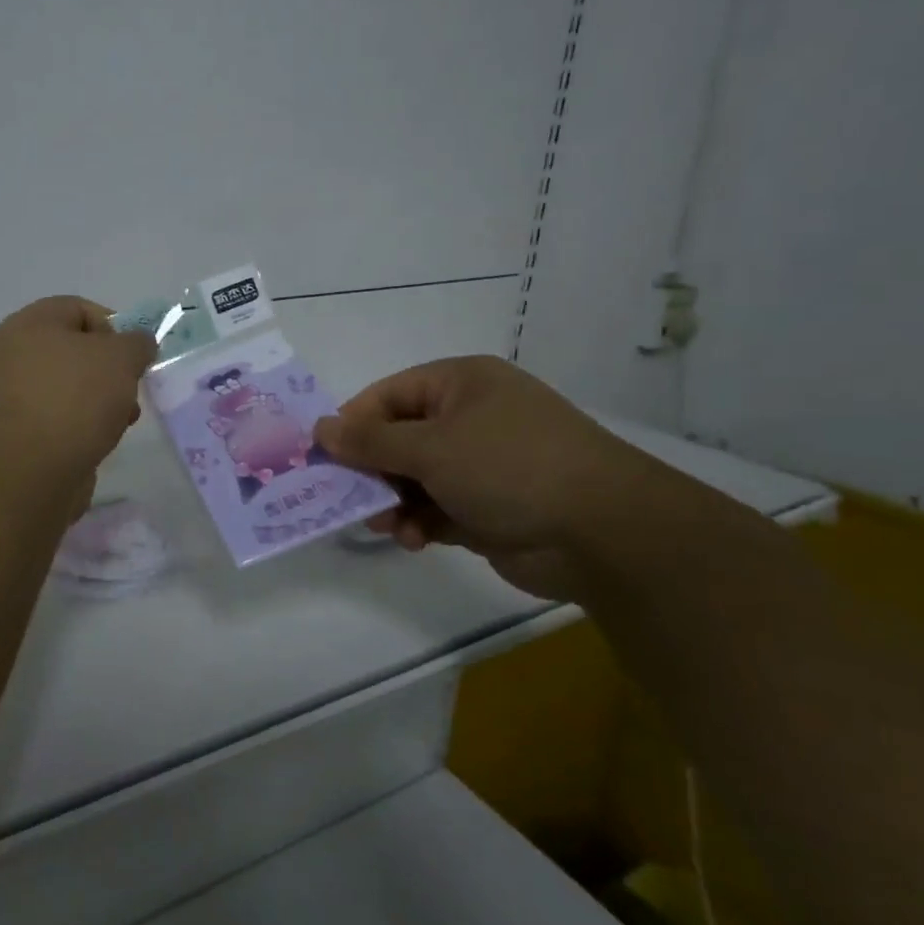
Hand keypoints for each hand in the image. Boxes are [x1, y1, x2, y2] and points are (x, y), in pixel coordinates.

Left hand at [0, 296, 154, 485]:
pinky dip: (79, 427)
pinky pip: (57, 419)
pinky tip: (96, 444)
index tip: (135, 357)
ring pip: (68, 387)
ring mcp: (10, 395)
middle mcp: (13, 353)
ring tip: (119, 423)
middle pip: (75, 351)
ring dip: (100, 401)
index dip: (115, 327)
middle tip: (130, 391)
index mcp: (31, 323)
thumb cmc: (74, 399)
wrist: (26, 472)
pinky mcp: (15, 433)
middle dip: (110, 371)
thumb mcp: (121, 358)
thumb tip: (138, 344)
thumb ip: (137, 344)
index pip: (79, 309)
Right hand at [313, 356, 645, 598]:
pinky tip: (413, 540)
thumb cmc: (509, 467)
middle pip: (399, 438)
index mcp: (461, 384)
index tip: (323, 456)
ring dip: (393, 501)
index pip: (388, 395)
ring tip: (381, 524)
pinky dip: (420, 523)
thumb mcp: (431, 447)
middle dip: (371, 469)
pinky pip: (436, 509)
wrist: (603, 533)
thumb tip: (319, 428)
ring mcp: (481, 464)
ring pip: (414, 478)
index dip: (353, 424)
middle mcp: (470, 418)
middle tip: (345, 496)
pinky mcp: (488, 507)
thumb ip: (370, 441)